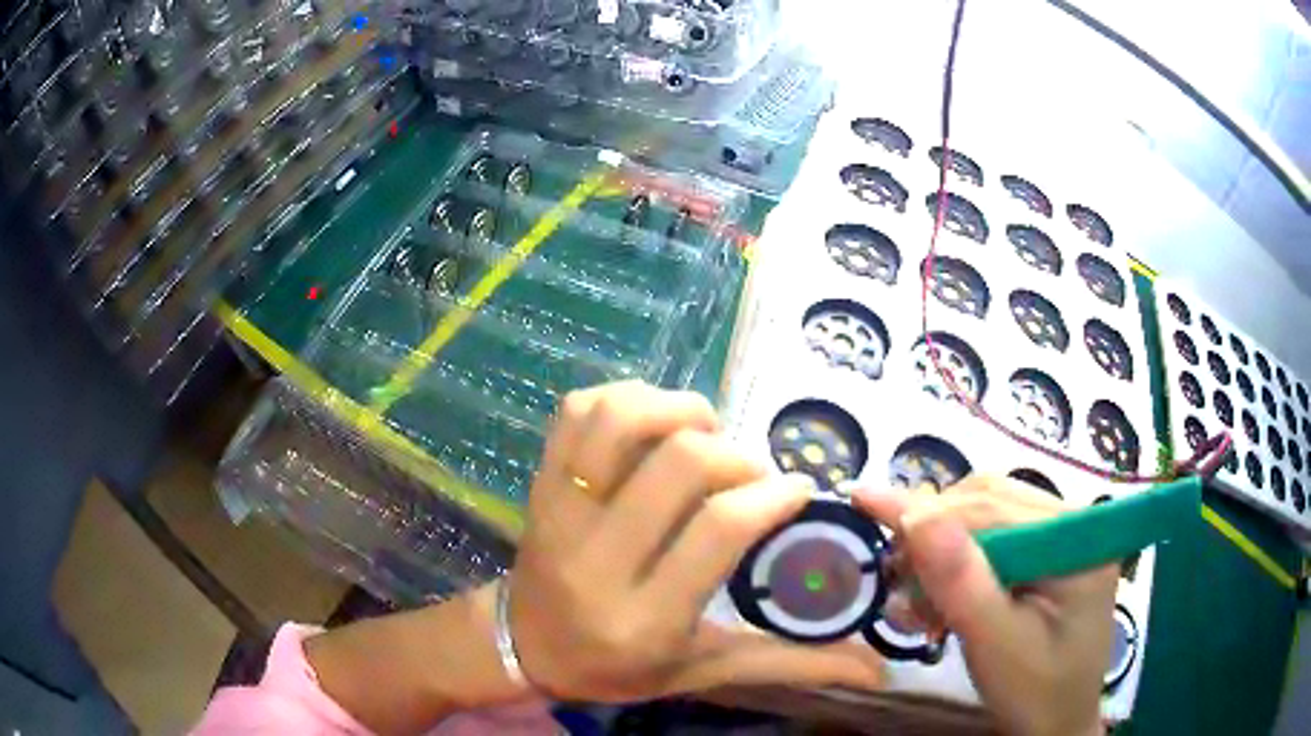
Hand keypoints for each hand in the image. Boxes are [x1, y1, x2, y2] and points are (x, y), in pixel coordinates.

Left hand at [508, 381, 884, 701]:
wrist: (525, 647)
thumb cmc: (619, 667)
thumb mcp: (705, 672)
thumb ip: (790, 664)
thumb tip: (876, 668)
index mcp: (644, 617)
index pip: (718, 529)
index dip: (771, 494)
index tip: (797, 488)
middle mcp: (595, 558)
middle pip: (678, 463)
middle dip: (734, 456)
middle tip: (750, 475)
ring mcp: (558, 512)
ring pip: (620, 421)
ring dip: (677, 410)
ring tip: (703, 435)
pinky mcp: (539, 483)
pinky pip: (578, 412)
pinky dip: (625, 399)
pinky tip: (653, 424)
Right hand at [857, 476, 1113, 735]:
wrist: (1055, 722)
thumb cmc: (1033, 692)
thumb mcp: (994, 644)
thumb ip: (960, 581)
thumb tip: (915, 512)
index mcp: (1077, 540)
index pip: (994, 506)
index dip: (927, 509)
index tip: (862, 500)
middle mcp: (1073, 522)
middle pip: (988, 502)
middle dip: (932, 538)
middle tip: (894, 583)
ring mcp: (1060, 534)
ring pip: (984, 515)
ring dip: (940, 553)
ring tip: (918, 602)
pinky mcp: (1045, 551)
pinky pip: (992, 537)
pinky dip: (955, 565)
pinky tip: (940, 599)